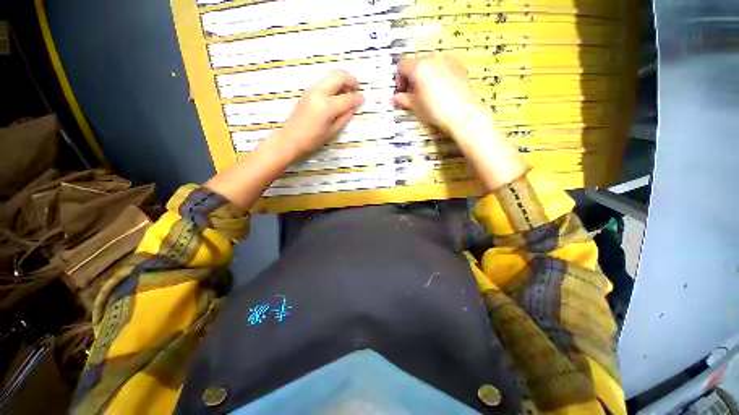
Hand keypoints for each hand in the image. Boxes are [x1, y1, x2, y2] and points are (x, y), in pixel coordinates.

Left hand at [279, 70, 364, 158]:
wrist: (291, 138)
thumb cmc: (313, 140)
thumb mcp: (333, 131)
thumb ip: (344, 117)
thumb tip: (353, 107)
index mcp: (327, 106)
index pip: (347, 98)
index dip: (357, 98)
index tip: (363, 98)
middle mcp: (319, 93)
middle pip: (339, 77)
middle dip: (351, 80)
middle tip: (357, 88)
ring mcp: (312, 89)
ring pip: (330, 74)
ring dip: (342, 78)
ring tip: (348, 89)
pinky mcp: (307, 90)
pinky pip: (324, 80)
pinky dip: (333, 81)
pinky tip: (337, 92)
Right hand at [394, 54, 527, 191]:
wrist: (462, 113)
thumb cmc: (436, 110)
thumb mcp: (416, 106)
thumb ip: (403, 99)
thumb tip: (394, 99)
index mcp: (419, 67)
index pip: (402, 67)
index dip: (399, 80)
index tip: (402, 93)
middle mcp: (433, 58)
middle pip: (415, 64)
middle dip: (412, 79)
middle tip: (414, 95)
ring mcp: (447, 60)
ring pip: (429, 64)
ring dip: (424, 76)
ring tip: (427, 93)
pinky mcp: (458, 65)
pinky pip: (442, 66)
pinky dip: (436, 75)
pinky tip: (440, 90)